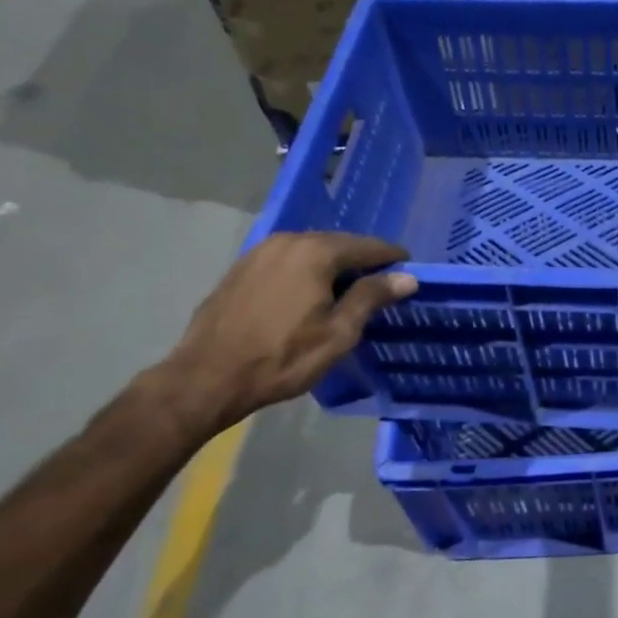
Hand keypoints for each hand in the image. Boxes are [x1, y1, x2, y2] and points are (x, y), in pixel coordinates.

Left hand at [148, 231, 415, 435]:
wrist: (207, 376)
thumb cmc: (283, 358)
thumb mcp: (338, 333)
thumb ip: (372, 297)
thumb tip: (406, 277)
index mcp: (316, 252)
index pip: (367, 247)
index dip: (392, 258)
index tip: (410, 272)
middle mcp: (289, 240)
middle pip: (338, 244)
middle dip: (362, 261)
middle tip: (382, 284)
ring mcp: (260, 252)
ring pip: (310, 251)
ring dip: (332, 266)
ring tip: (347, 291)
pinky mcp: (241, 268)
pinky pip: (287, 261)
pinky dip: (306, 272)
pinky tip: (309, 294)